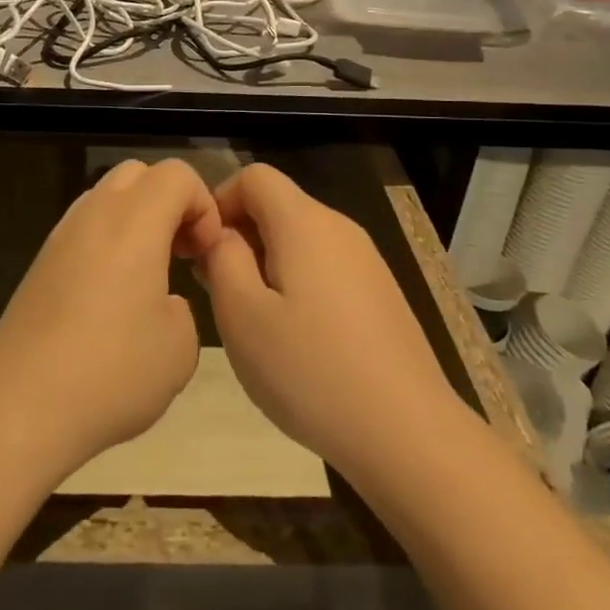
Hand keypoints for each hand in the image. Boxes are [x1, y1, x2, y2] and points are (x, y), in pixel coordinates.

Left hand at [0, 159, 222, 480]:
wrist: (20, 405)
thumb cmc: (112, 371)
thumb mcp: (180, 348)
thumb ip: (183, 309)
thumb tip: (161, 302)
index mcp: (134, 221)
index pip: (178, 174)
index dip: (204, 206)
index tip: (204, 254)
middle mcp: (94, 215)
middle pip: (138, 174)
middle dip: (169, 203)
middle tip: (180, 255)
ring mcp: (59, 237)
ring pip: (106, 200)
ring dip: (136, 223)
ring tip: (147, 279)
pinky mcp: (39, 265)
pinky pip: (83, 232)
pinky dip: (107, 245)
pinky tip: (110, 301)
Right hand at [197, 164, 457, 477]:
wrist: (407, 433)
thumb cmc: (310, 370)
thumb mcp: (242, 315)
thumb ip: (222, 259)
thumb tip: (222, 235)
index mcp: (304, 223)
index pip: (254, 176)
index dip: (219, 201)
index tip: (202, 250)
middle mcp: (339, 228)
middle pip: (278, 206)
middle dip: (240, 237)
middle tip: (220, 293)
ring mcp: (366, 261)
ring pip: (300, 239)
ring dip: (266, 264)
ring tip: (254, 320)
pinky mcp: (380, 293)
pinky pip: (325, 266)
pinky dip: (297, 283)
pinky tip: (295, 338)